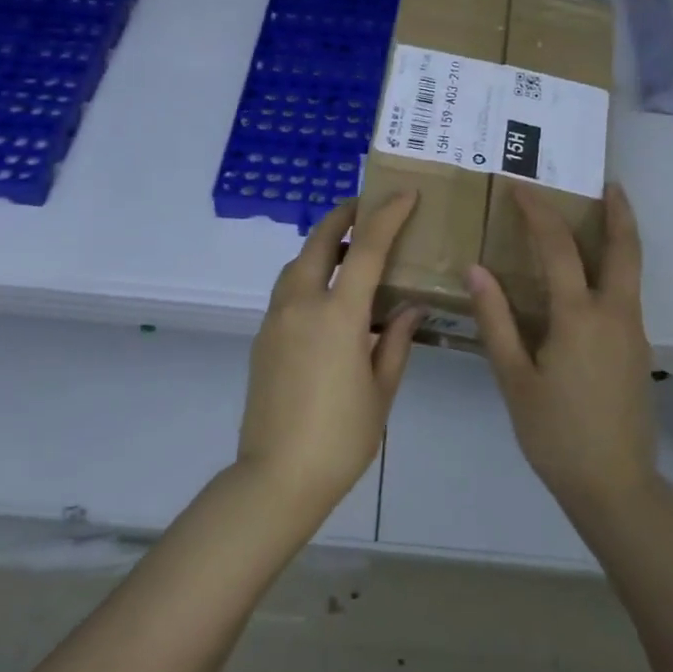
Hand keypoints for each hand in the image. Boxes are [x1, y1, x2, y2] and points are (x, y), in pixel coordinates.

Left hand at [238, 192, 422, 523]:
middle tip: (366, 205)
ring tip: (348, 250)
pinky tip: (327, 295)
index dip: (387, 216)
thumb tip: (409, 308)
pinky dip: (307, 274)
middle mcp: (300, 305)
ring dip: (320, 245)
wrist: (276, 477)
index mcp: (337, 316)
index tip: (404, 195)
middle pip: (317, 242)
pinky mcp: (262, 337)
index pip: (365, 249)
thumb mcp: (381, 390)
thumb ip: (396, 341)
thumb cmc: (341, 437)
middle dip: (342, 215)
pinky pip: (286, 289)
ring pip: (295, 264)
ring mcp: (275, 320)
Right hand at [467, 183, 656, 511]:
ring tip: (597, 219)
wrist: (615, 486)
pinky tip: (588, 282)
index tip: (520, 186)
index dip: (538, 212)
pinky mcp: (638, 352)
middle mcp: (615, 315)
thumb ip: (496, 320)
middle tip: (609, 183)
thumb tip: (476, 270)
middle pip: (625, 248)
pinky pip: (626, 296)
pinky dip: (612, 271)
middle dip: (618, 211)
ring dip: (618, 239)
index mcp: (579, 318)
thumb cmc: (555, 434)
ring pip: (630, 272)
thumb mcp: (514, 379)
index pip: (558, 248)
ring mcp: (633, 333)